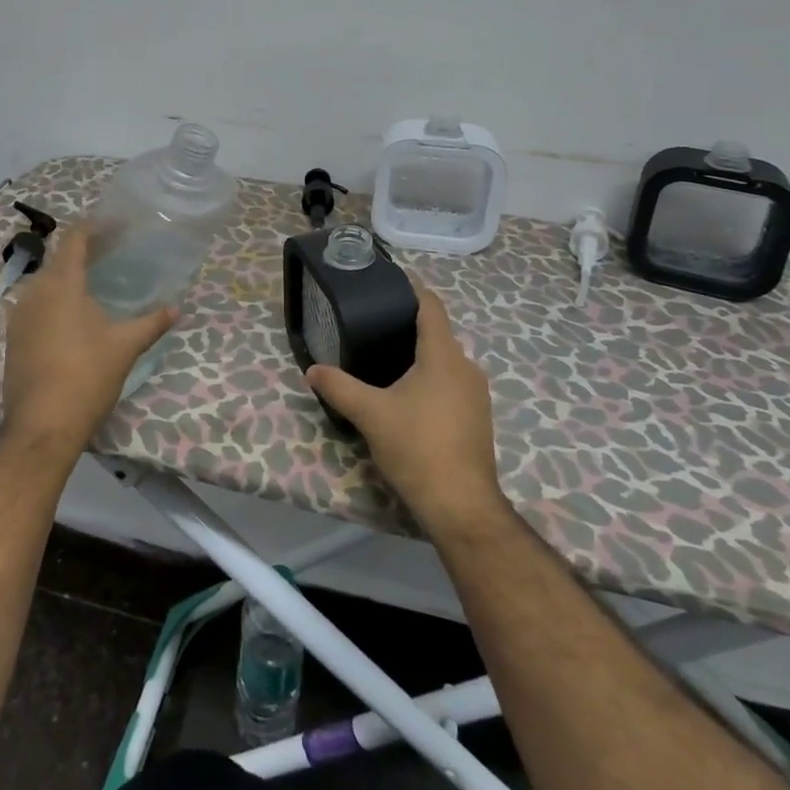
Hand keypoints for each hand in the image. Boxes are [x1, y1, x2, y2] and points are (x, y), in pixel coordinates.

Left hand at [0, 223, 177, 462]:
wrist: (41, 425)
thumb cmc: (86, 377)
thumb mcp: (125, 347)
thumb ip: (151, 322)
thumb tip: (177, 308)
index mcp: (61, 283)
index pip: (75, 238)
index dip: (96, 226)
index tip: (118, 224)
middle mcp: (35, 291)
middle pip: (60, 258)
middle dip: (86, 251)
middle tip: (115, 252)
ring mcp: (19, 315)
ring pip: (46, 282)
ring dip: (70, 275)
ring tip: (98, 281)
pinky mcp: (14, 337)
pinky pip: (37, 304)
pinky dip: (57, 298)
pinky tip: (76, 315)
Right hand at [305, 282, 509, 533]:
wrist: (461, 506)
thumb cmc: (417, 447)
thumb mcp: (370, 414)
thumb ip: (339, 387)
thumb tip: (312, 369)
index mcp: (444, 356)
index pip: (432, 307)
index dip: (412, 290)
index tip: (389, 283)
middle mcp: (466, 368)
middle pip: (438, 334)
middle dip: (408, 327)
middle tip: (373, 327)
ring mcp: (476, 395)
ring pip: (445, 362)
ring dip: (419, 357)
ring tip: (385, 360)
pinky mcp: (477, 419)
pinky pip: (452, 385)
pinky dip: (431, 380)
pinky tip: (407, 396)